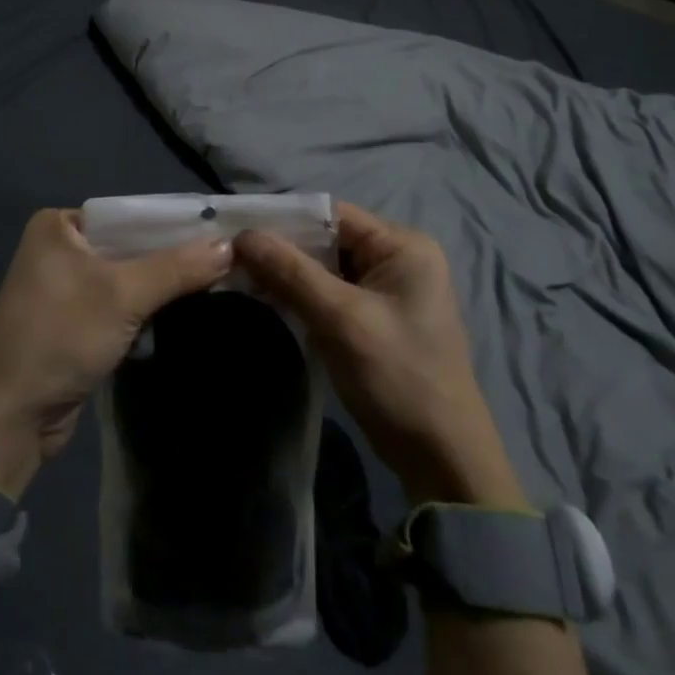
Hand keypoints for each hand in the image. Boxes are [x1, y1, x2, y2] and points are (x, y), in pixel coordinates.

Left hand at [0, 209, 232, 499]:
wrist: (10, 418)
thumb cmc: (60, 337)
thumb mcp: (123, 295)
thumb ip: (177, 268)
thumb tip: (230, 246)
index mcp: (59, 225)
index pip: (130, 214)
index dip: (175, 223)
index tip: (222, 230)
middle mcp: (61, 248)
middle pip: (132, 245)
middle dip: (174, 257)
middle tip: (227, 259)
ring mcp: (67, 288)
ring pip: (130, 277)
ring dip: (164, 286)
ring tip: (218, 282)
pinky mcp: (75, 323)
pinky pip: (121, 304)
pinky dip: (148, 309)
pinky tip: (186, 311)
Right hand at [234, 202, 526, 507]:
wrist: (442, 459)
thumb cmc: (398, 378)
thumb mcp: (342, 320)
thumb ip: (292, 272)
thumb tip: (244, 234)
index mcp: (403, 245)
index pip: (333, 214)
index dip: (286, 219)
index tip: (238, 229)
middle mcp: (398, 258)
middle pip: (328, 240)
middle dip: (283, 249)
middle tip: (232, 257)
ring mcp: (387, 290)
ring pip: (326, 268)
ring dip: (288, 274)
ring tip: (241, 277)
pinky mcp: (375, 319)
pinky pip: (332, 294)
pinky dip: (302, 296)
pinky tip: (269, 302)